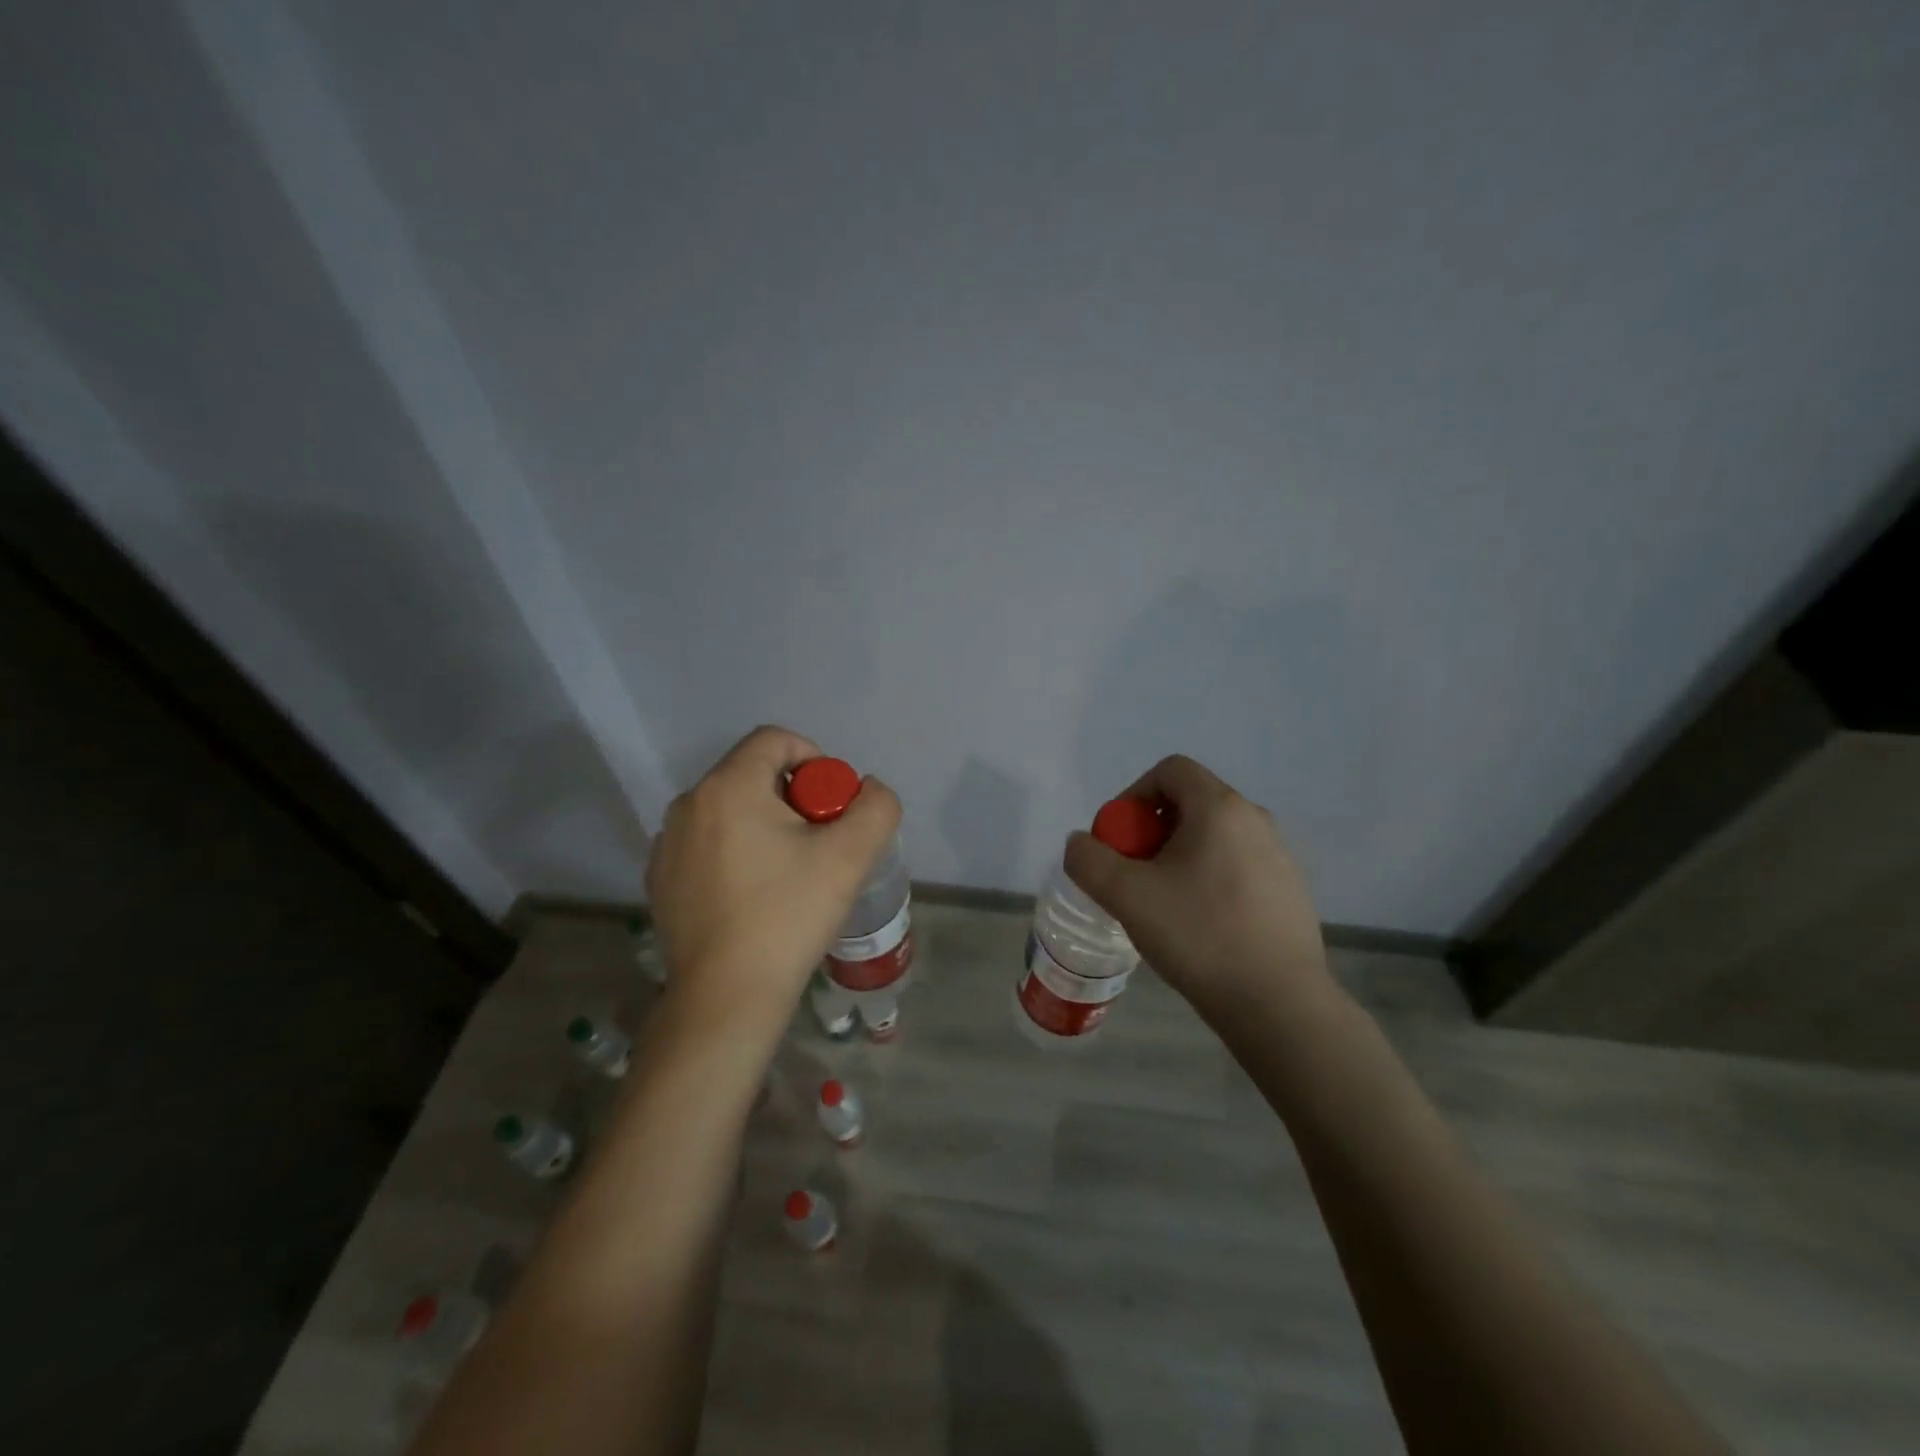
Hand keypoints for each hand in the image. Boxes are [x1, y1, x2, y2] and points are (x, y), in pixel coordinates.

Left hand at [645, 726, 901, 1043]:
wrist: (727, 997)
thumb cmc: (788, 916)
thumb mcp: (851, 856)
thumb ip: (876, 807)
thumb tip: (868, 790)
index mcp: (728, 787)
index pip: (776, 740)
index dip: (815, 761)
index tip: (832, 807)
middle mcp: (688, 804)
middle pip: (754, 774)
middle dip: (795, 798)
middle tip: (819, 844)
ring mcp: (667, 844)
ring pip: (731, 811)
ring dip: (766, 826)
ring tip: (790, 873)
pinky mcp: (661, 880)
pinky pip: (708, 844)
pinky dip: (736, 853)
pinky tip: (755, 897)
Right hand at [1064, 754, 1335, 1028]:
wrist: (1278, 1004)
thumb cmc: (1199, 935)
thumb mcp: (1126, 895)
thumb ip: (1089, 860)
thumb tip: (1081, 843)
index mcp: (1220, 808)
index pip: (1170, 770)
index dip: (1133, 795)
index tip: (1119, 839)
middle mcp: (1256, 820)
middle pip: (1190, 804)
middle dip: (1151, 832)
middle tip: (1134, 876)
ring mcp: (1279, 857)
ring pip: (1213, 838)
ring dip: (1178, 858)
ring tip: (1163, 905)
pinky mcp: (1289, 892)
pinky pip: (1236, 867)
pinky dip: (1208, 880)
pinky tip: (1200, 926)